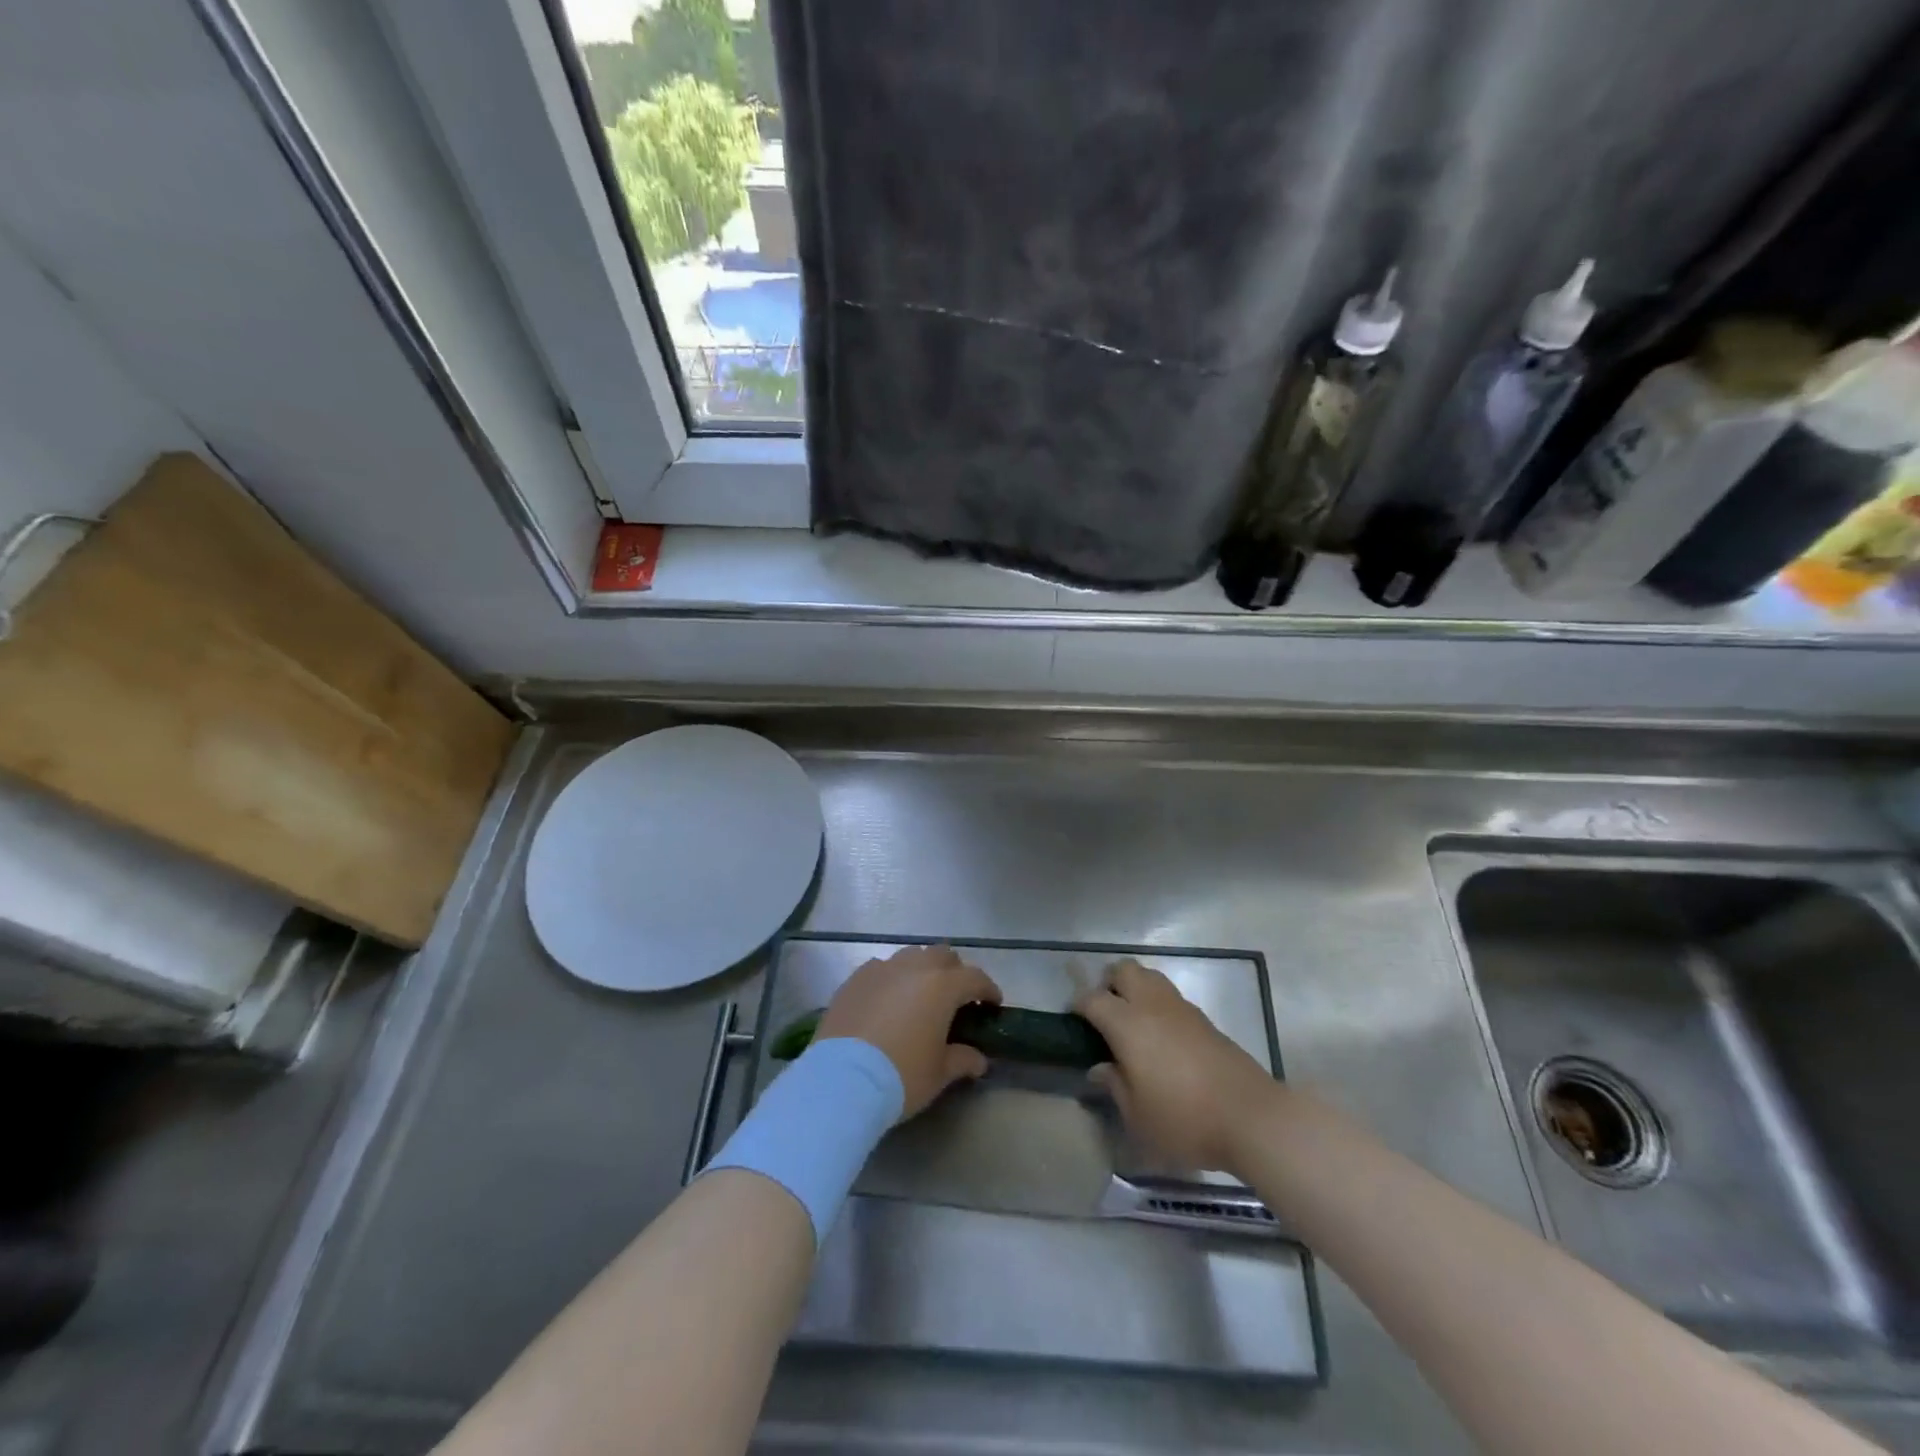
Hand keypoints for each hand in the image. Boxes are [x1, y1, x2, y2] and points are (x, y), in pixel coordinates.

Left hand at [816, 945, 1001, 1118]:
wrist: (841, 1079)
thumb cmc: (901, 1076)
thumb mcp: (939, 1074)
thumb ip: (963, 1060)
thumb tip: (979, 1060)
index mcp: (942, 986)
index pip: (975, 978)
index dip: (988, 990)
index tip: (992, 1004)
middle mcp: (914, 968)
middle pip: (943, 955)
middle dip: (955, 972)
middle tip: (956, 998)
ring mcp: (881, 969)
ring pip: (911, 956)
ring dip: (922, 970)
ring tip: (920, 995)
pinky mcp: (855, 979)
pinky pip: (881, 968)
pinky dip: (892, 978)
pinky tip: (888, 1000)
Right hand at [1075, 959, 1280, 1174]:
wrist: (1251, 1116)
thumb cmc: (1184, 1119)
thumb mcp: (1138, 1116)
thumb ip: (1115, 1086)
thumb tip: (1100, 1068)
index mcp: (1128, 1024)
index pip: (1092, 999)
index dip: (1078, 1005)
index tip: (1073, 1021)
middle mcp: (1152, 1005)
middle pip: (1123, 970)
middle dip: (1108, 984)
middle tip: (1105, 1015)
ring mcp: (1181, 1008)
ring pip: (1150, 976)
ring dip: (1135, 989)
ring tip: (1133, 1023)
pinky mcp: (1204, 1019)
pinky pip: (1170, 997)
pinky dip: (1158, 1005)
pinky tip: (1162, 1038)